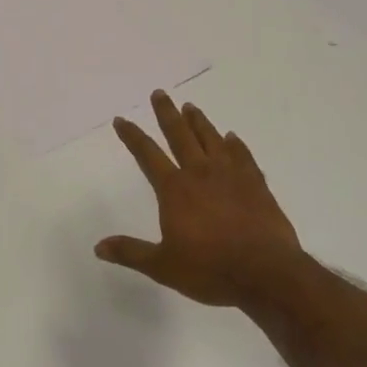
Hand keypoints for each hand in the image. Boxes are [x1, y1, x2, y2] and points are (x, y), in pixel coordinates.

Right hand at [98, 91, 306, 308]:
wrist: (267, 274)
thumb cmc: (210, 269)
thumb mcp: (163, 266)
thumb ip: (131, 252)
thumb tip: (99, 247)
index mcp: (175, 189)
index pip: (147, 154)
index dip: (132, 136)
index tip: (121, 120)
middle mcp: (200, 173)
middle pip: (180, 135)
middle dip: (167, 113)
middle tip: (159, 93)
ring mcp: (231, 175)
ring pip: (211, 139)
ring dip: (199, 122)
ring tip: (191, 107)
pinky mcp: (257, 184)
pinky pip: (243, 156)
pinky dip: (235, 144)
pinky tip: (232, 138)